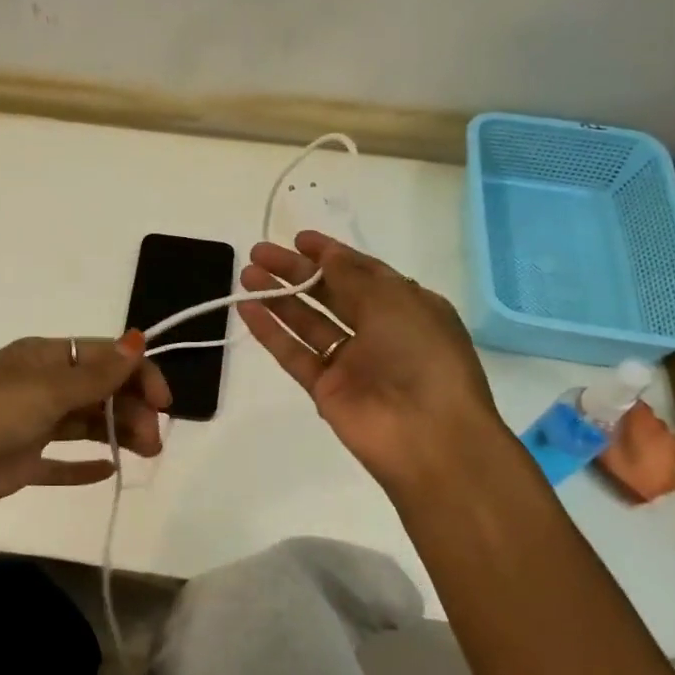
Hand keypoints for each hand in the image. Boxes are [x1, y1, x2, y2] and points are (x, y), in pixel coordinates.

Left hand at [0, 333, 170, 546]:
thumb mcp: (43, 390)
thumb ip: (95, 374)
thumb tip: (138, 340)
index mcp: (43, 358)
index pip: (104, 356)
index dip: (138, 374)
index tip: (164, 403)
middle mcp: (39, 386)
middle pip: (99, 391)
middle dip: (132, 409)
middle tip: (153, 442)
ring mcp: (29, 425)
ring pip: (85, 424)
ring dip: (117, 434)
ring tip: (145, 454)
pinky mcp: (20, 463)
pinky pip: (60, 462)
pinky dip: (84, 465)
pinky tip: (109, 472)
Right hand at [238, 231, 512, 500]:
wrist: (428, 436)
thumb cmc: (421, 355)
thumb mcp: (393, 302)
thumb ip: (352, 275)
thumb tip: (327, 253)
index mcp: (406, 307)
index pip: (363, 272)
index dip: (330, 254)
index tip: (297, 239)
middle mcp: (379, 331)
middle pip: (330, 294)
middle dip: (296, 272)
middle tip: (259, 253)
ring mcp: (351, 363)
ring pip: (308, 323)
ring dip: (279, 298)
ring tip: (246, 275)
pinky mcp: (326, 390)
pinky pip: (294, 355)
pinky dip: (271, 333)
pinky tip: (247, 310)